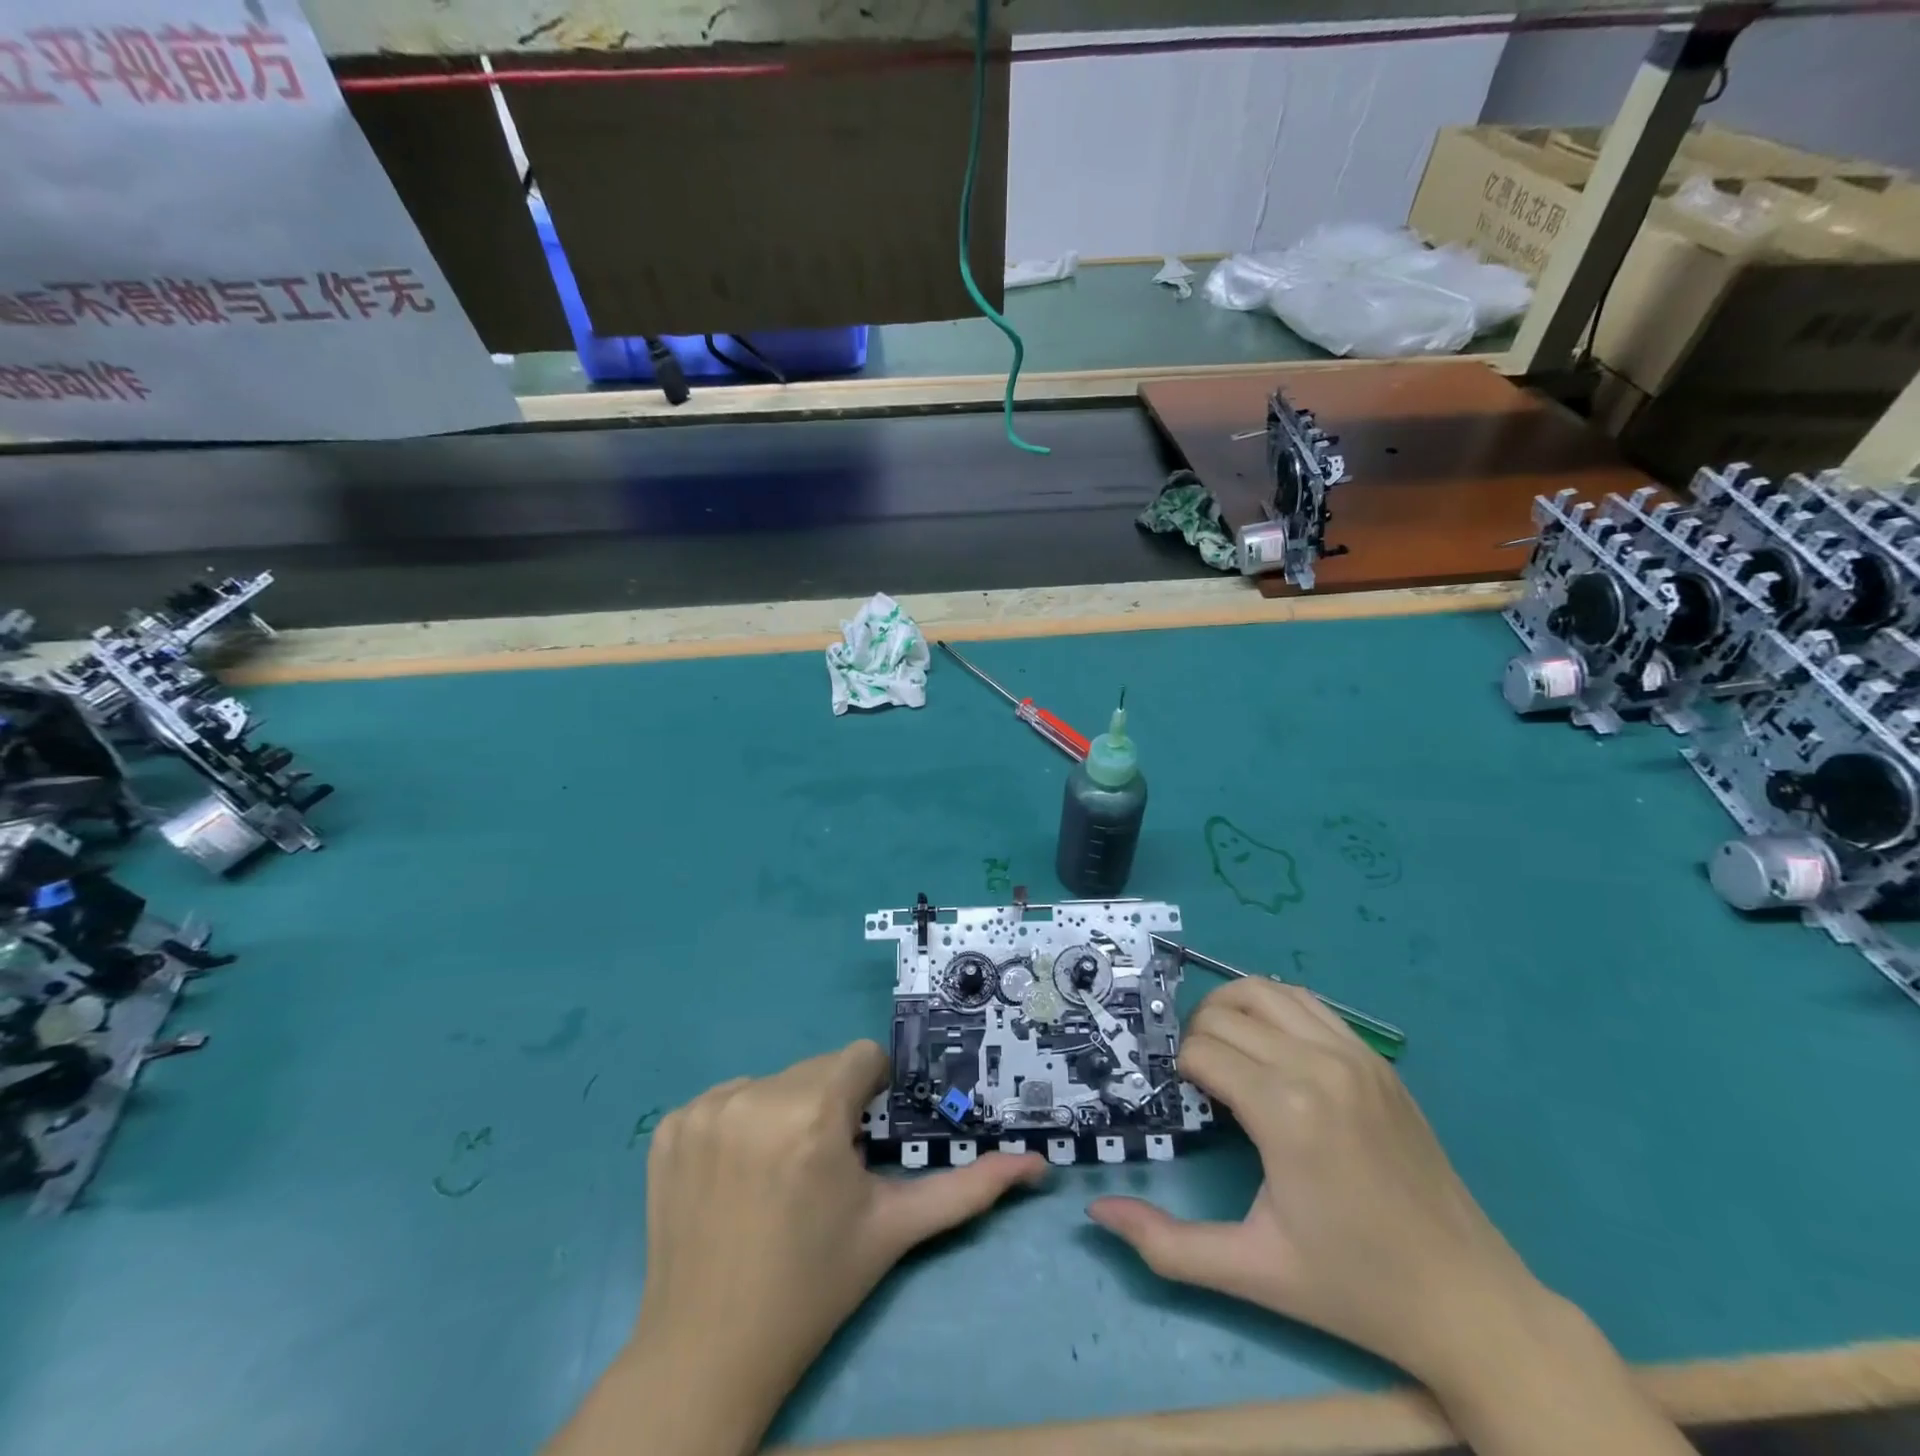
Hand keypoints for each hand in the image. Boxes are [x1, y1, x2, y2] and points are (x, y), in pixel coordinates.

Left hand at [548, 1041, 1044, 1455]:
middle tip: (823, 1170)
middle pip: (817, 1070)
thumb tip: (1036, 1165)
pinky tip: (737, 1178)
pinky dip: (740, 1124)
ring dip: (786, 1112)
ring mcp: (704, 1109)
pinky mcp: (670, 1125)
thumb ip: (968, 1190)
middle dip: (831, 1106)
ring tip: (778, 1177)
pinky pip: (727, 1099)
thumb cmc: (812, 1288)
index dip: (869, 1095)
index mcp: (812, 1115)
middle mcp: (754, 1097)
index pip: (860, 1058)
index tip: (862, 1141)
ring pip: (774, 1081)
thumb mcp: (894, 1231)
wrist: (706, 1353)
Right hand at [1087, 979, 1695, 1455]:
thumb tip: (1098, 1213)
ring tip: (1224, 1054)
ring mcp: (1353, 1054)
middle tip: (1193, 1083)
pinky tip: (1269, 1049)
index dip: (1175, 1070)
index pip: (1200, 1051)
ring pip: (1262, 990)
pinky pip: (1306, 1002)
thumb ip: (1167, 1245)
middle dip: (1193, 1038)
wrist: (1469, 1300)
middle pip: (1223, 1014)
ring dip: (1228, 1011)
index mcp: (1286, 1112)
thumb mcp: (1252, 1272)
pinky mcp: (1375, 1057)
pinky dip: (1272, 1008)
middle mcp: (1317, 1065)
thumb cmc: (1354, 1287)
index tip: (1178, 1102)